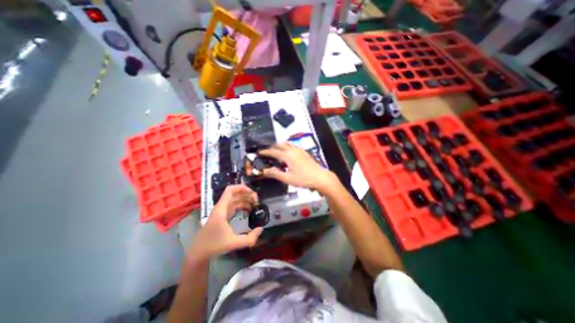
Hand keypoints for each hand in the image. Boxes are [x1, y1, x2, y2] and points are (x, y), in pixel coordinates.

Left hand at [188, 184, 261, 261]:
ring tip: (255, 205)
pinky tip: (248, 210)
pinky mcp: (221, 216)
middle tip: (257, 201)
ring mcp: (221, 211)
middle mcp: (221, 207)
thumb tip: (261, 229)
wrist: (198, 253)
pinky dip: (241, 205)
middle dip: (246, 194)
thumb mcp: (234, 243)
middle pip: (234, 194)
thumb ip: (250, 238)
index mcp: (221, 209)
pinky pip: (233, 206)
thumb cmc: (214, 245)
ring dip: (245, 200)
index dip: (242, 188)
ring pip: (234, 200)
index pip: (230, 190)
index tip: (253, 193)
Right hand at [260, 143, 336, 192]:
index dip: (265, 151)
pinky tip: (289, 152)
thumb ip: (275, 173)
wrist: (320, 177)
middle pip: (280, 145)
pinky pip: (293, 145)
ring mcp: (300, 150)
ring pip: (287, 144)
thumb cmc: (303, 179)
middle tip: (267, 151)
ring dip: (280, 145)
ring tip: (277, 150)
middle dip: (272, 147)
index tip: (259, 152)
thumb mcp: (287, 178)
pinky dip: (288, 146)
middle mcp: (293, 150)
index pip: (273, 151)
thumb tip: (263, 171)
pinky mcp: (305, 152)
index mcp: (287, 155)